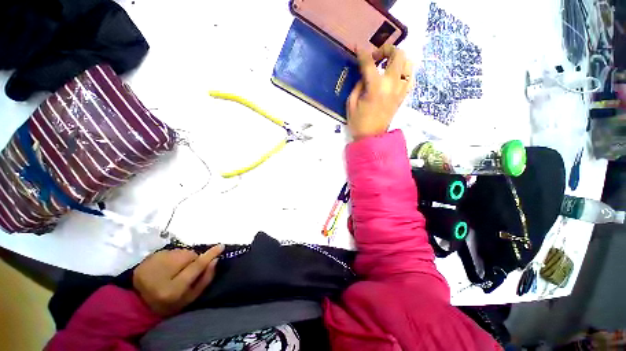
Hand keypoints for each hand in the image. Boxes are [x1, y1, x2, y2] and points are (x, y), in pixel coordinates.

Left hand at [133, 245, 223, 315]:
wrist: (140, 304)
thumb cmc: (171, 303)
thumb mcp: (191, 296)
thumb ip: (205, 279)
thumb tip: (215, 260)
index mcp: (173, 290)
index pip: (196, 266)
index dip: (209, 255)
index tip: (221, 246)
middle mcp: (161, 276)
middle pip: (188, 255)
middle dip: (193, 259)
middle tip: (187, 268)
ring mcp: (151, 266)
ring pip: (179, 251)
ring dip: (183, 256)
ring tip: (176, 268)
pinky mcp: (145, 260)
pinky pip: (169, 250)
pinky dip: (172, 256)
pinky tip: (166, 266)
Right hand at [347, 45, 413, 140]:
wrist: (371, 137)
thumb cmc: (358, 122)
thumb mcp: (351, 103)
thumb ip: (358, 84)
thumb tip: (364, 74)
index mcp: (375, 88)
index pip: (369, 63)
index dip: (362, 53)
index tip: (358, 48)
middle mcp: (392, 85)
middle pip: (398, 55)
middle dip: (386, 49)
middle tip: (376, 57)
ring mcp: (400, 90)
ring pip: (408, 63)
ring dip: (398, 59)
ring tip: (387, 64)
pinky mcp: (403, 96)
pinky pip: (410, 78)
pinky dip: (404, 72)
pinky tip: (395, 75)